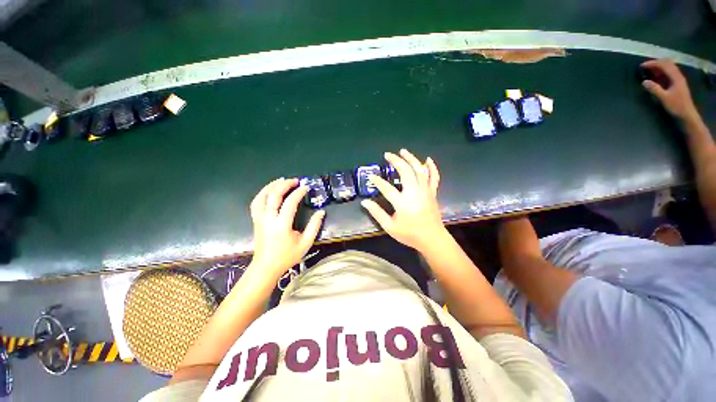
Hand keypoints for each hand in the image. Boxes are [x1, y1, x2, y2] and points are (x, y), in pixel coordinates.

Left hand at [249, 178, 324, 278]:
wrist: (266, 267)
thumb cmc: (287, 256)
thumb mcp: (305, 243)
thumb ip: (314, 226)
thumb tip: (321, 212)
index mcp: (282, 225)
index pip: (290, 203)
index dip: (298, 193)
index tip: (306, 187)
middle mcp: (268, 219)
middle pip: (273, 195)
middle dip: (285, 185)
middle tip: (295, 181)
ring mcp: (260, 219)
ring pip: (262, 197)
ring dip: (271, 186)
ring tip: (281, 180)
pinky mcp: (256, 220)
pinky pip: (256, 203)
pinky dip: (262, 193)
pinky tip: (269, 191)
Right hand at [360, 149, 446, 251]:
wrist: (432, 239)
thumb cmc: (410, 234)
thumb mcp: (390, 227)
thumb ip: (377, 213)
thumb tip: (364, 202)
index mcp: (403, 203)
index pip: (387, 188)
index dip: (377, 181)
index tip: (371, 177)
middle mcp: (415, 194)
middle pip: (406, 172)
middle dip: (396, 161)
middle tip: (387, 155)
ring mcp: (426, 192)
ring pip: (420, 171)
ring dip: (411, 159)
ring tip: (403, 151)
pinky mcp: (432, 193)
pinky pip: (434, 178)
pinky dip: (432, 168)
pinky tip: (427, 160)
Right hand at [641, 59, 697, 120]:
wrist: (687, 114)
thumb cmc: (676, 106)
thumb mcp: (664, 98)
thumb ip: (654, 89)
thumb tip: (644, 82)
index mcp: (676, 77)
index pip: (663, 65)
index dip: (652, 64)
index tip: (642, 66)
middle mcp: (678, 75)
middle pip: (667, 64)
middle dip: (656, 63)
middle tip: (645, 66)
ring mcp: (678, 79)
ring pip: (669, 67)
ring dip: (659, 67)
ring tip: (649, 70)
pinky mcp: (678, 83)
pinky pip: (669, 73)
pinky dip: (662, 71)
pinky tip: (656, 75)